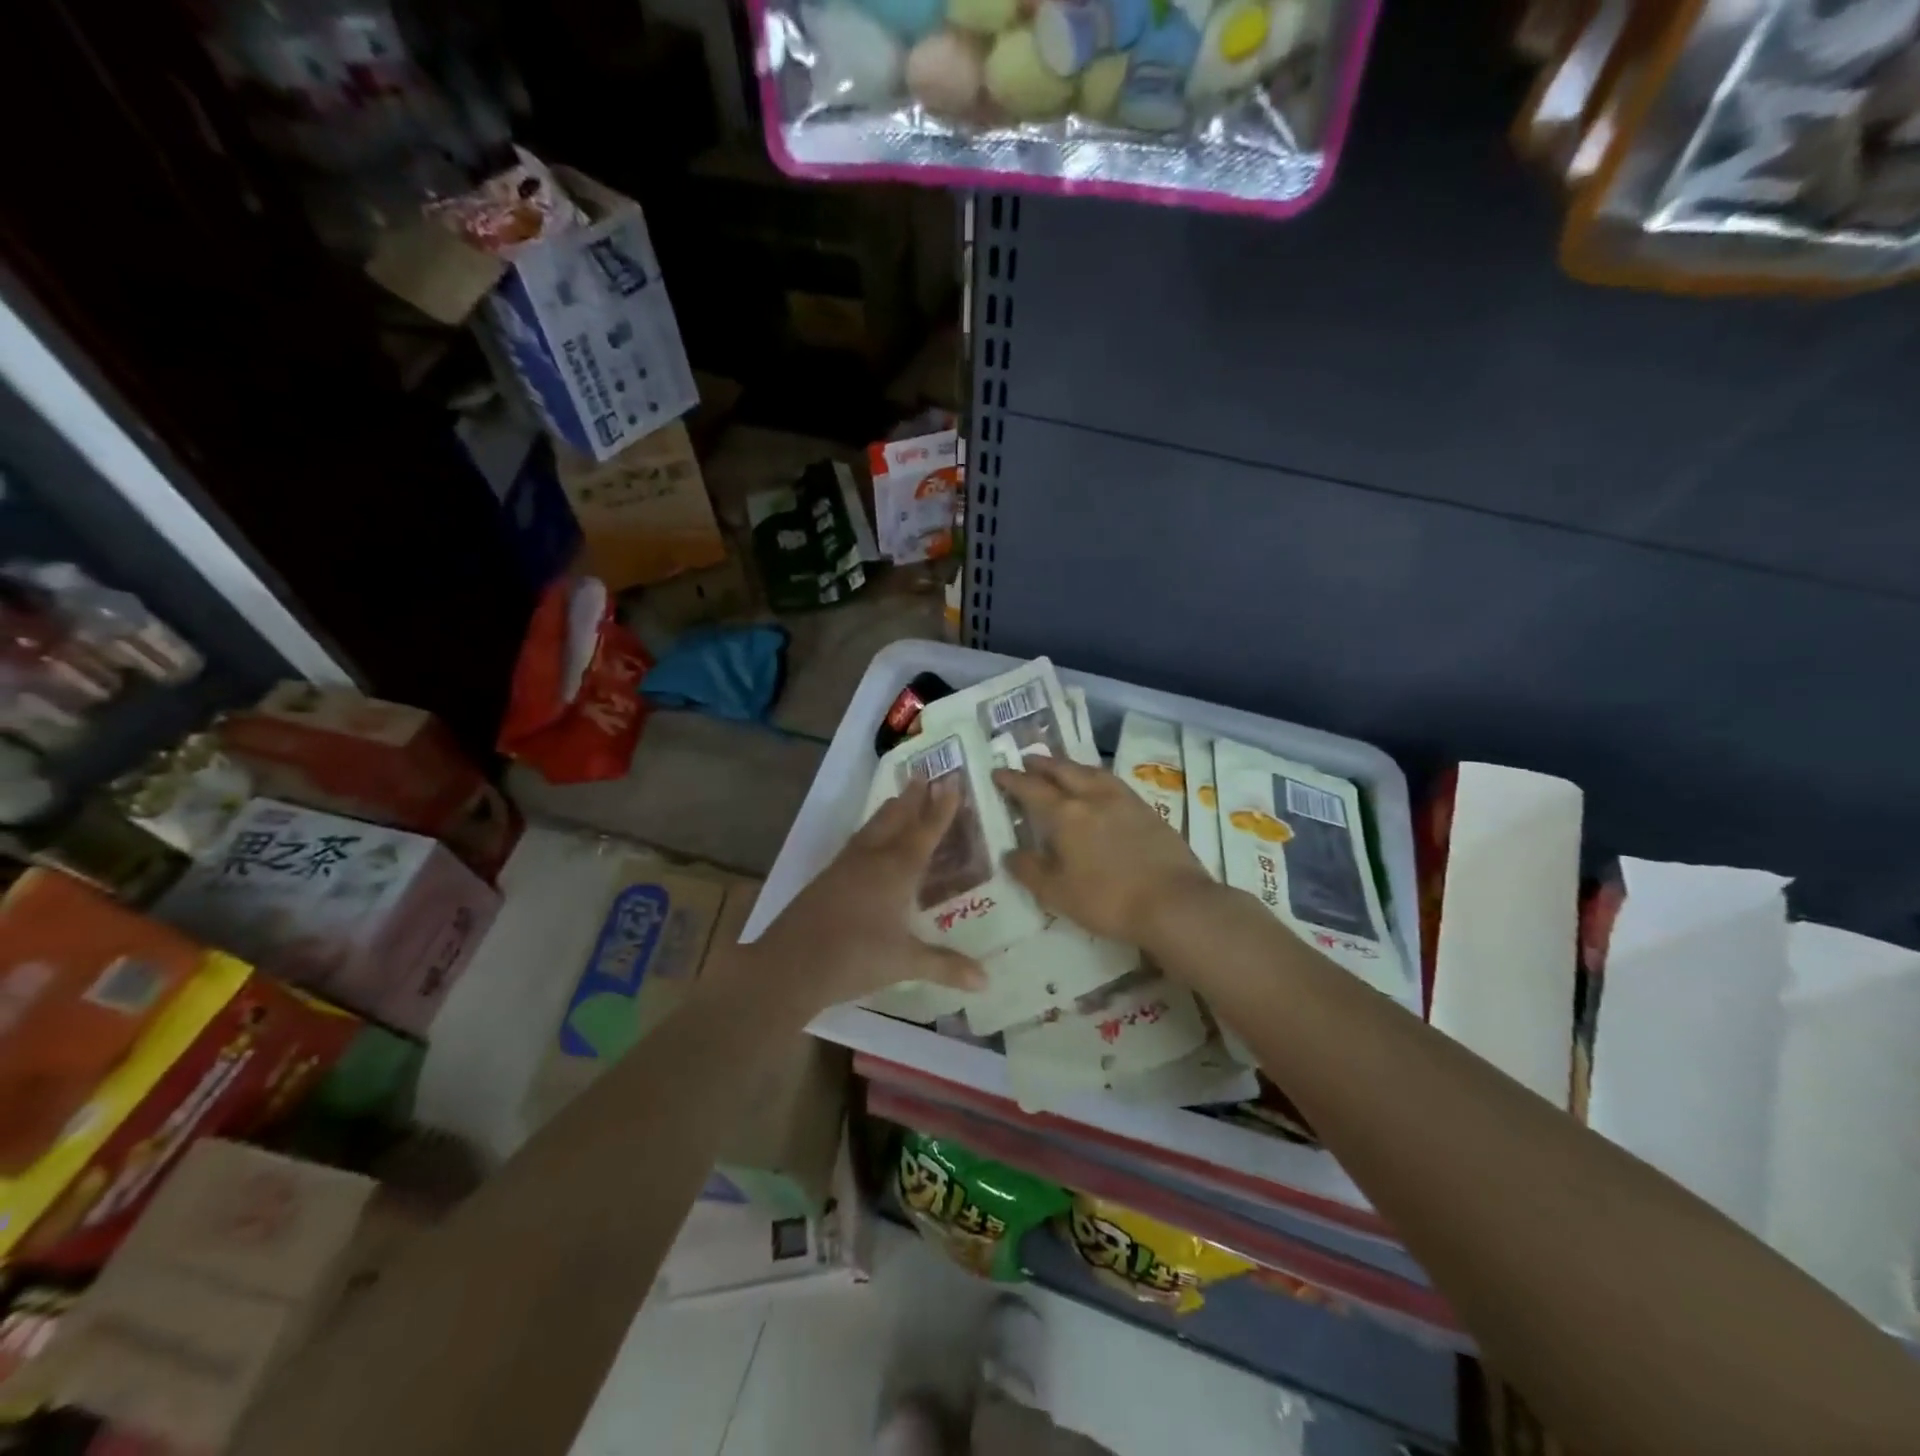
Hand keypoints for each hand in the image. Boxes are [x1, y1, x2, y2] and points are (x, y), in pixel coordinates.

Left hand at [748, 777, 986, 1013]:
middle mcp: (872, 859)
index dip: (941, 808)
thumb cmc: (855, 958)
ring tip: (898, 798)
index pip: (925, 832)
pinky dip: (869, 832)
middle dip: (912, 799)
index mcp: (896, 871)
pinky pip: (855, 844)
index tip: (951, 781)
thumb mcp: (905, 963)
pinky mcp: (826, 878)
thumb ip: (945, 966)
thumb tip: (986, 980)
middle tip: (924, 776)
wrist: (790, 965)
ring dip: (889, 811)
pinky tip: (867, 841)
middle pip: (895, 819)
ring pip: (872, 828)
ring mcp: (845, 866)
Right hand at [993, 757, 1216, 947]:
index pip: (1032, 789)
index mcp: (1065, 814)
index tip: (998, 772)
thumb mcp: (1057, 893)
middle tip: (1027, 761)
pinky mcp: (1147, 810)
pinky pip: (1112, 782)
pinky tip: (1099, 787)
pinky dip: (1096, 777)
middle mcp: (1093, 797)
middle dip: (1042, 764)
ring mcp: (1124, 800)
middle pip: (1063, 770)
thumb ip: (1030, 870)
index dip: (1012, 779)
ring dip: (1071, 766)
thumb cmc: (1107, 899)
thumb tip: (1010, 853)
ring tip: (1062, 767)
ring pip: (1091, 771)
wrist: (1174, 903)